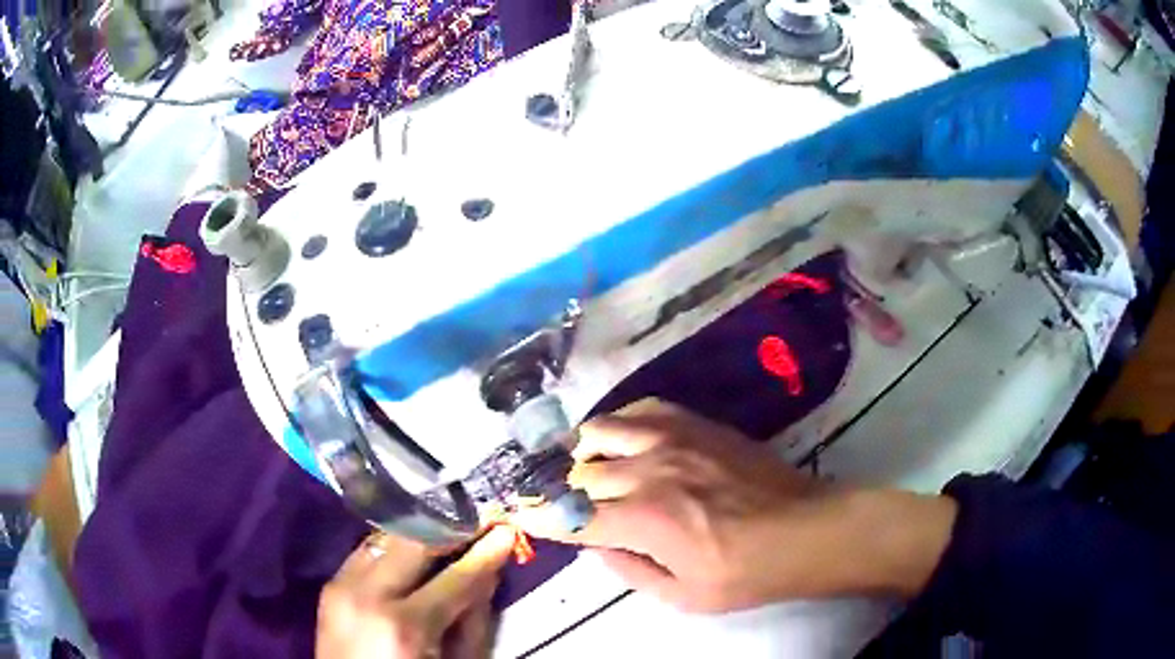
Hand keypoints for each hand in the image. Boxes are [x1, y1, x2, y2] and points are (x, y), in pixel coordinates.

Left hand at [316, 526, 514, 658]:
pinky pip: (366, 549)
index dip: (486, 552)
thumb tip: (488, 573)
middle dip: (448, 528)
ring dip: (419, 532)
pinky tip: (412, 550)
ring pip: (386, 537)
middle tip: (475, 522)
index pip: (455, 577)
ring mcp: (342, 585)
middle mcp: (368, 595)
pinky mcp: (330, 583)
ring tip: (447, 531)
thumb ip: (473, 620)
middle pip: (413, 541)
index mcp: (405, 625)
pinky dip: (393, 546)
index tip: (505, 530)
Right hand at [520, 399, 956, 611]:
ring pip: (603, 431)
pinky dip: (619, 422)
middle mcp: (650, 469)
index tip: (518, 516)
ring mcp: (675, 438)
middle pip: (581, 473)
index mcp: (645, 519)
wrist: (807, 530)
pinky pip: (642, 409)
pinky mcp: (697, 424)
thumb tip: (594, 544)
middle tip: (551, 499)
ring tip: (581, 467)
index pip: (571, 516)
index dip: (539, 517)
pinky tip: (622, 438)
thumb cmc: (747, 574)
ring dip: (582, 451)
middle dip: (559, 490)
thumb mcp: (682, 595)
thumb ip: (628, 568)